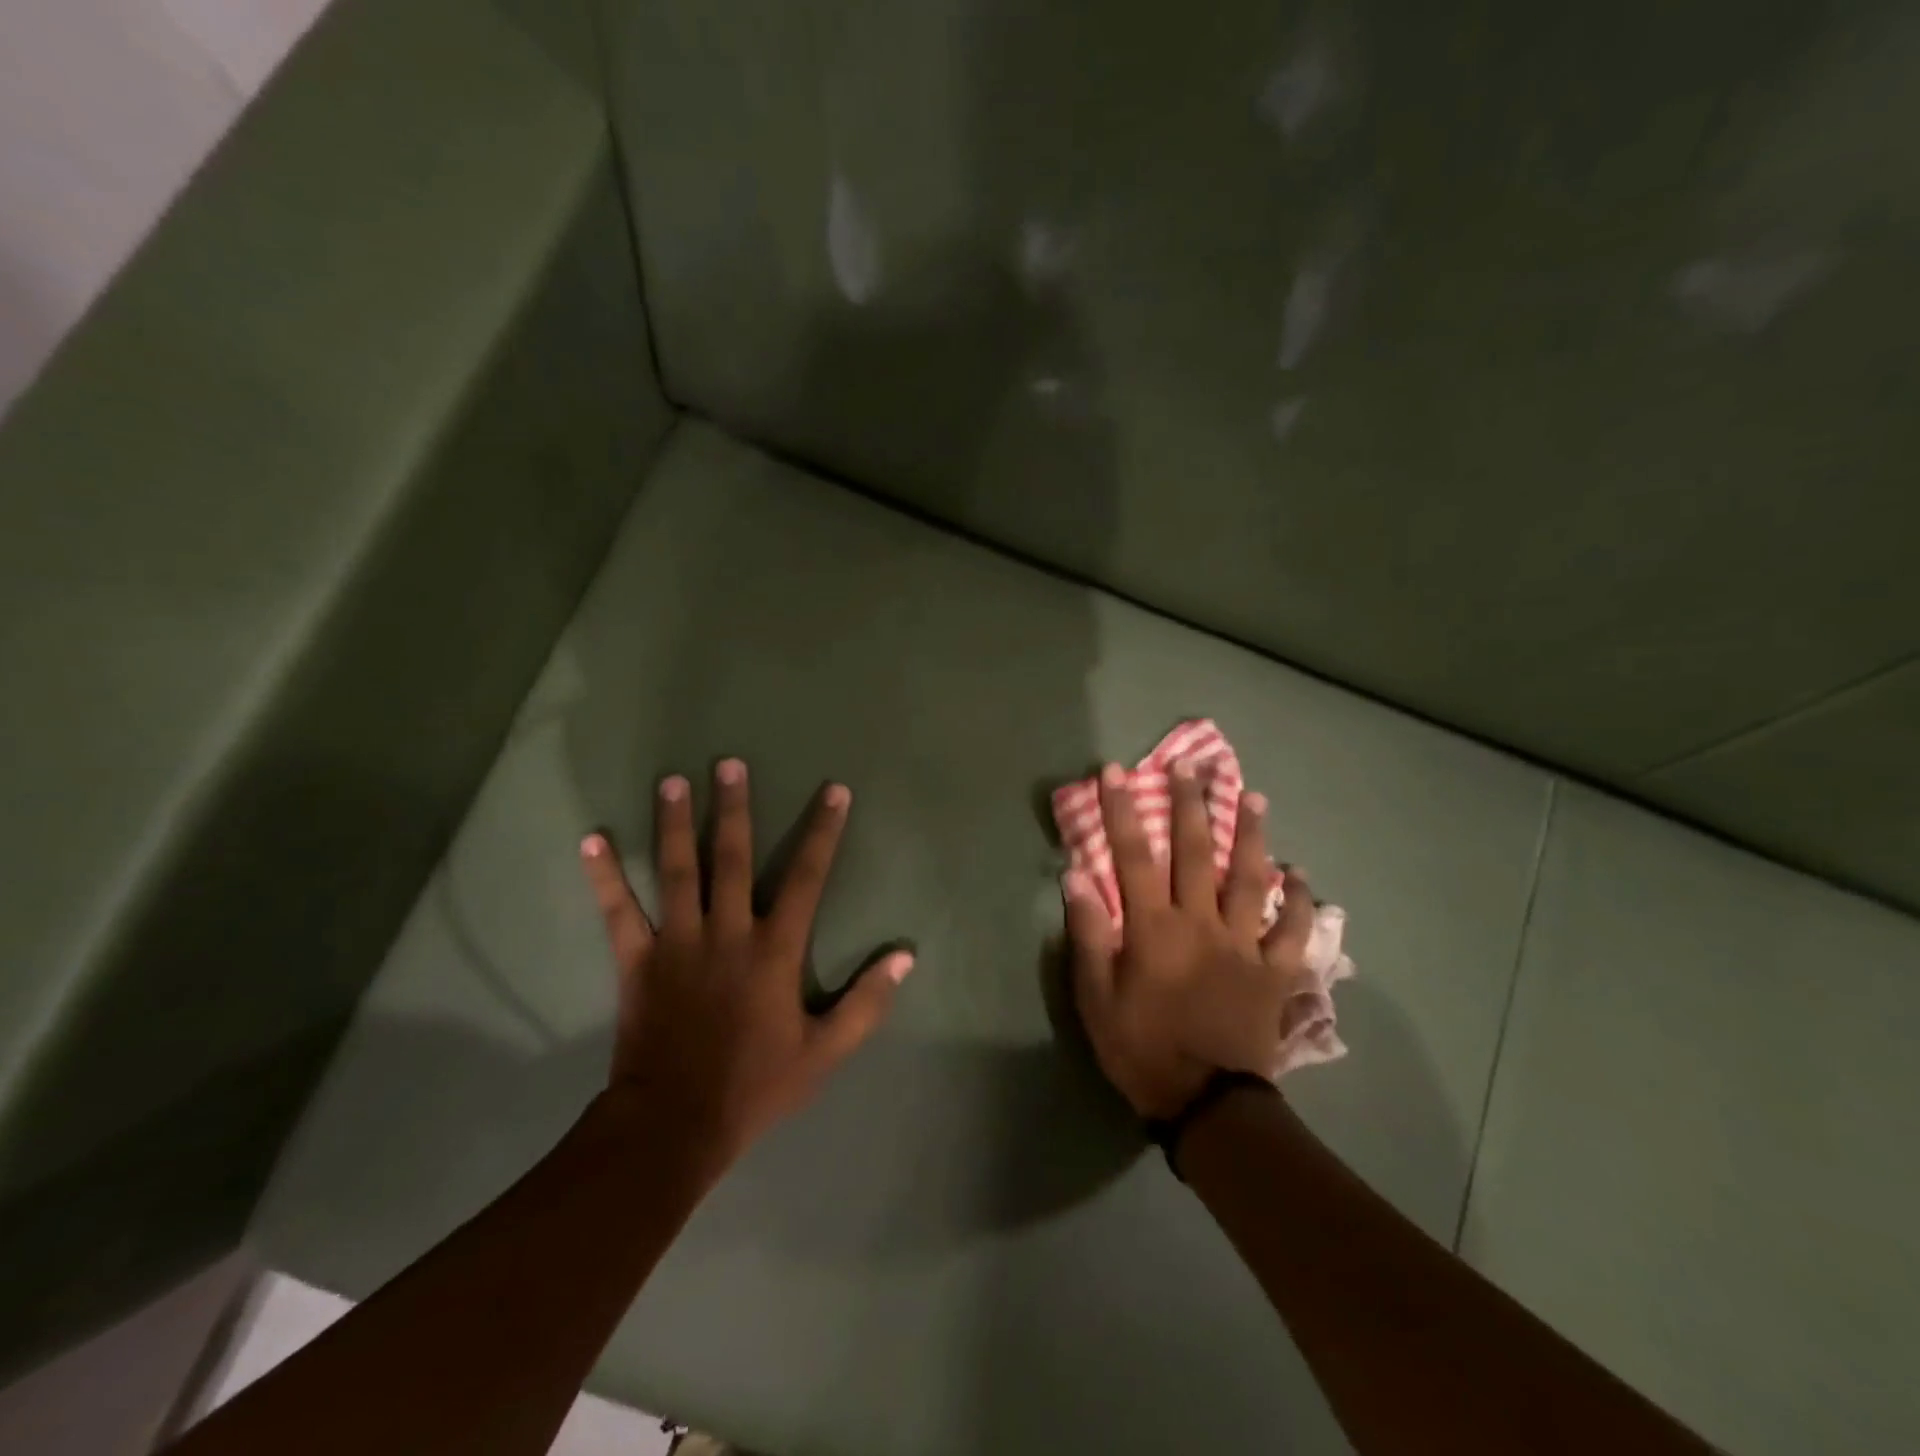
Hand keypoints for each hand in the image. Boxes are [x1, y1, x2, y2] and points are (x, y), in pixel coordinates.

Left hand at [578, 758, 912, 1166]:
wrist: (675, 1125)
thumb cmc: (756, 1085)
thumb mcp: (825, 1051)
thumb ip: (866, 1002)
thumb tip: (904, 956)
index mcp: (774, 949)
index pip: (807, 877)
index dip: (823, 832)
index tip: (834, 791)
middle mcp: (727, 932)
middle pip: (731, 857)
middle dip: (733, 808)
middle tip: (728, 764)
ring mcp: (678, 942)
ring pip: (677, 871)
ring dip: (673, 824)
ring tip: (671, 781)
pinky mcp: (637, 961)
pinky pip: (618, 911)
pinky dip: (604, 876)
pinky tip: (591, 840)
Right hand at [1063, 760, 1315, 1119]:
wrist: (1207, 1104)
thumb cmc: (1141, 1048)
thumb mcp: (1095, 997)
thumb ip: (1088, 934)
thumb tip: (1076, 877)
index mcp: (1154, 927)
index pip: (1134, 855)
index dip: (1122, 810)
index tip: (1115, 772)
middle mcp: (1201, 922)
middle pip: (1198, 852)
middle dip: (1192, 804)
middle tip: (1193, 765)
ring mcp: (1243, 944)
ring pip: (1251, 878)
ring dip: (1251, 834)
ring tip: (1252, 796)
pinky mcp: (1274, 971)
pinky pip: (1293, 929)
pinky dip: (1299, 900)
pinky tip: (1299, 874)